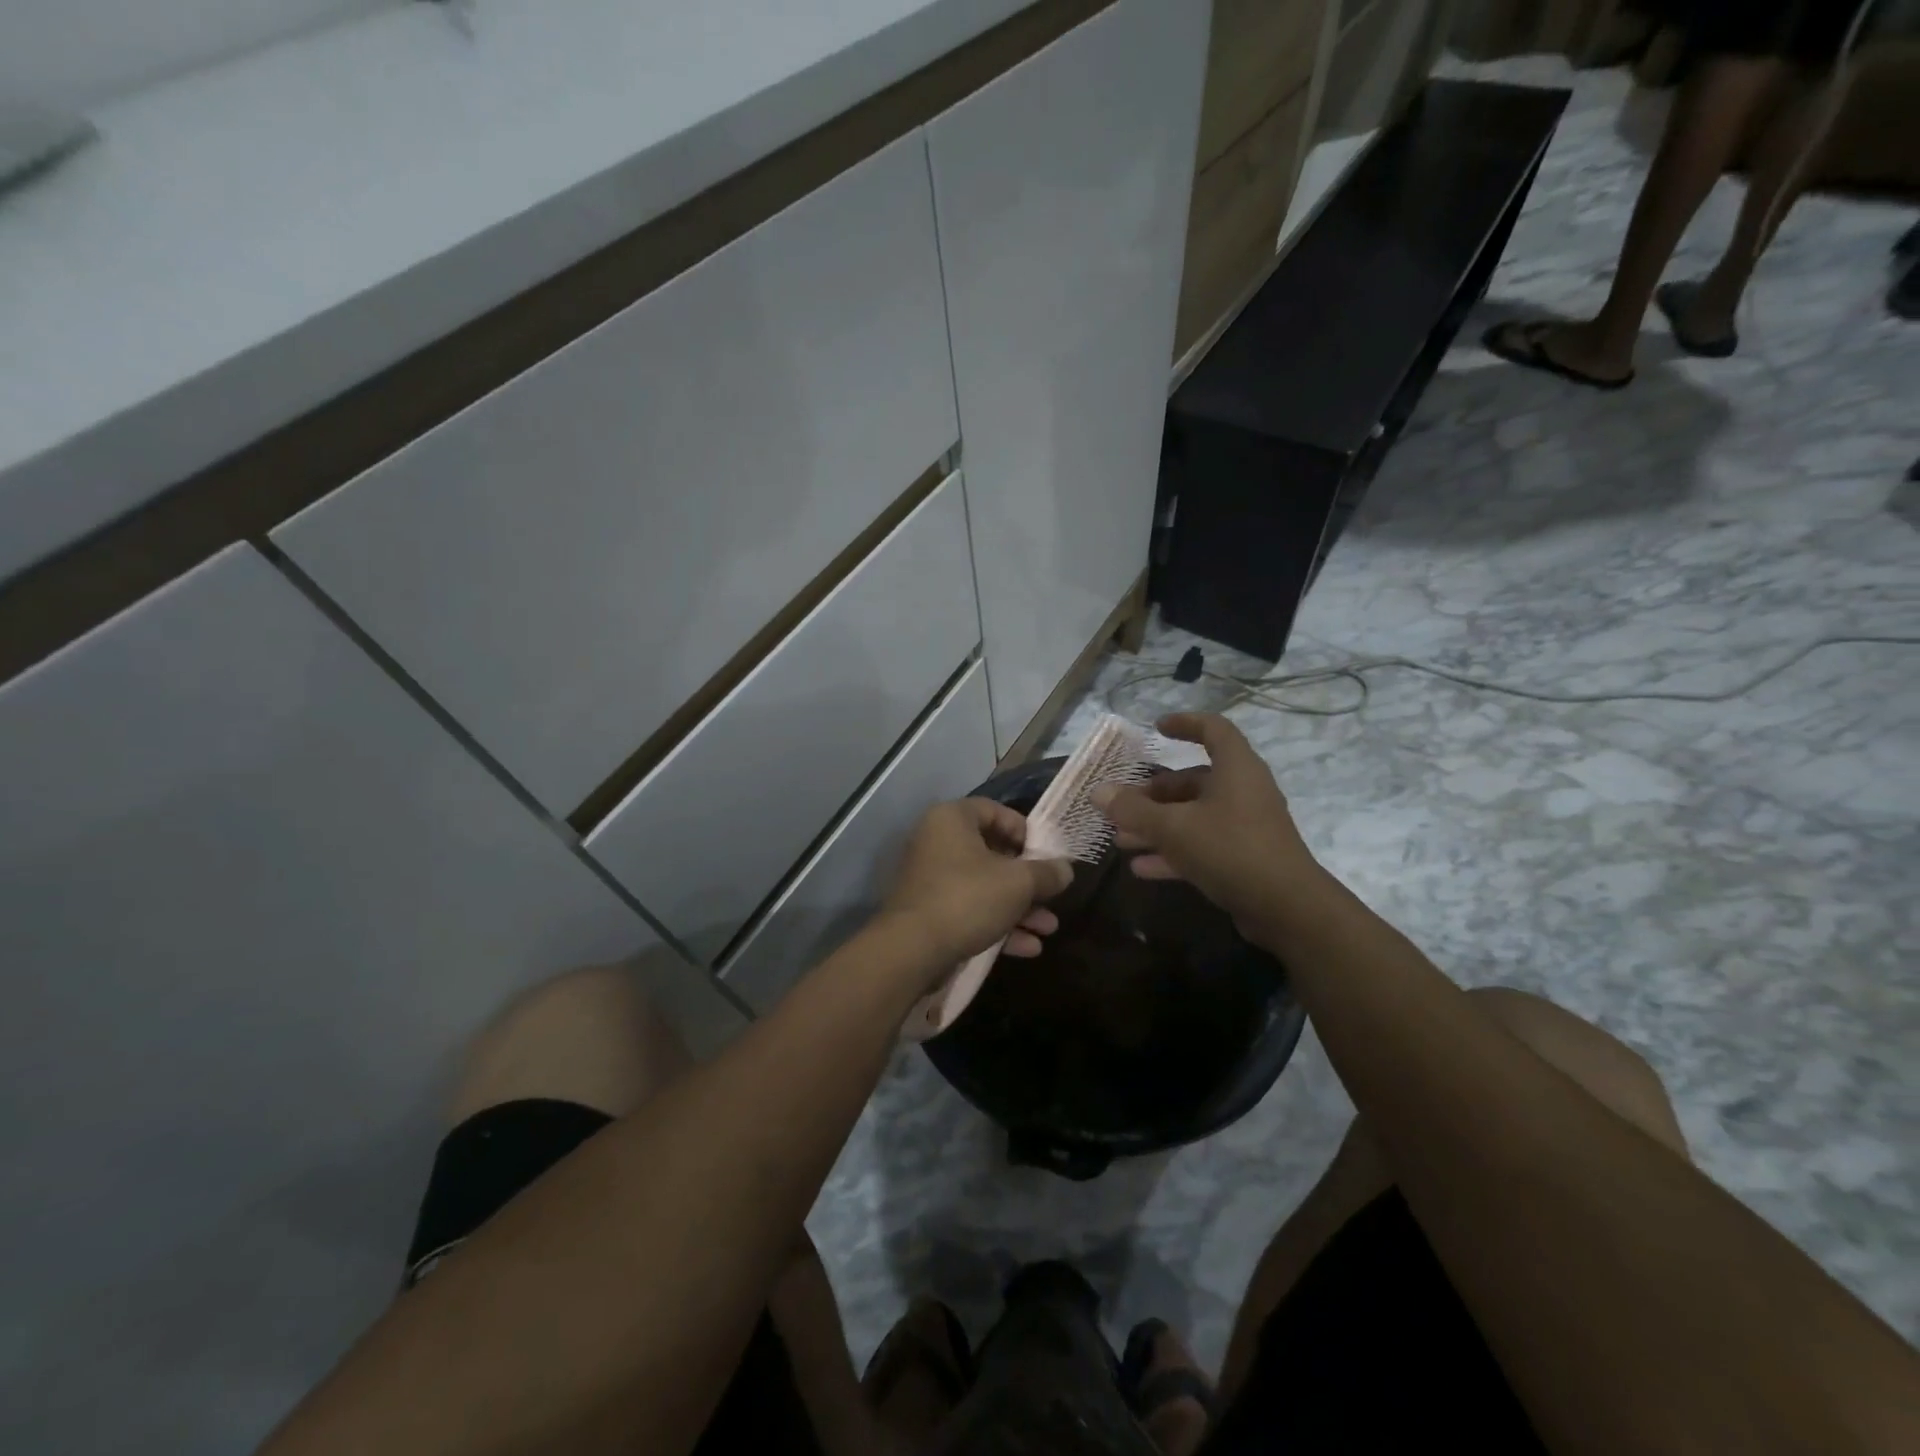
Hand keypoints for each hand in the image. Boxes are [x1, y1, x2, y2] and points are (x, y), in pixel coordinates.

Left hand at [881, 799, 1072, 973]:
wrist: (912, 950)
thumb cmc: (968, 898)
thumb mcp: (1018, 883)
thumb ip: (1046, 873)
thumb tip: (1065, 869)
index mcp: (952, 819)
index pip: (994, 810)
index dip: (1024, 830)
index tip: (1046, 854)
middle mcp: (937, 842)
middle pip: (992, 852)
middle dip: (1028, 880)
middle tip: (1052, 895)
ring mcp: (931, 879)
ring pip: (984, 886)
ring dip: (1019, 907)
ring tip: (1048, 928)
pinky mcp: (930, 912)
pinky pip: (970, 910)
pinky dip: (998, 923)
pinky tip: (1028, 947)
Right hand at [1091, 713, 1320, 945]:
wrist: (1287, 908)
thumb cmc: (1230, 849)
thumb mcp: (1174, 828)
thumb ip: (1133, 810)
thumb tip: (1098, 792)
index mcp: (1236, 769)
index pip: (1213, 730)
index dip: (1185, 723)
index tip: (1157, 728)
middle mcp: (1243, 791)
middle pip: (1194, 780)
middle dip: (1154, 793)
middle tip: (1122, 805)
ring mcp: (1245, 826)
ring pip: (1194, 816)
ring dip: (1157, 826)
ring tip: (1121, 840)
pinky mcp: (1244, 858)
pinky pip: (1202, 845)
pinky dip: (1173, 852)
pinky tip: (1141, 868)